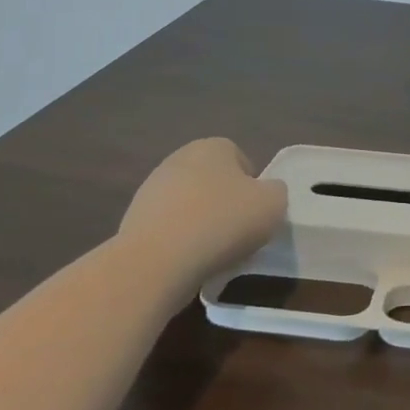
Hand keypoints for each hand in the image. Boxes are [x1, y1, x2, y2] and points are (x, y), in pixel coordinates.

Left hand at [120, 138, 285, 284]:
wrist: (156, 262)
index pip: (241, 160)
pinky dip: (180, 243)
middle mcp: (179, 159)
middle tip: (239, 233)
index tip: (256, 214)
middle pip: (213, 181)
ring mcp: (151, 190)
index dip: (253, 187)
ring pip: (190, 206)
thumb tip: (266, 194)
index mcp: (212, 146)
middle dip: (226, 204)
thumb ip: (276, 192)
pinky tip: (188, 263)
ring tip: (213, 254)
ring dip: (202, 224)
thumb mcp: (273, 204)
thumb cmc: (222, 223)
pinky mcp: (133, 221)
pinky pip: (169, 229)